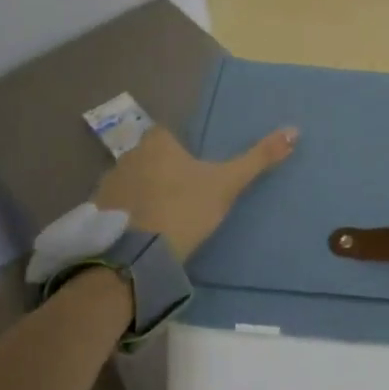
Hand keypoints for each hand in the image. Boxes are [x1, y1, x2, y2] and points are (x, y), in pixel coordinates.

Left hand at [93, 124, 297, 261]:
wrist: (136, 259)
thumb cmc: (184, 210)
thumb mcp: (227, 184)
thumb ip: (258, 158)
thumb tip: (294, 130)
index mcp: (157, 142)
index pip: (168, 136)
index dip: (181, 152)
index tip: (194, 174)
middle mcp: (127, 155)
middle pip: (149, 158)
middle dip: (162, 173)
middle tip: (182, 199)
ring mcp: (106, 184)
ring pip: (131, 182)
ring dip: (142, 195)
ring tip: (162, 221)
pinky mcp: (94, 214)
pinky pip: (115, 208)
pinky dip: (126, 217)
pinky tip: (141, 235)